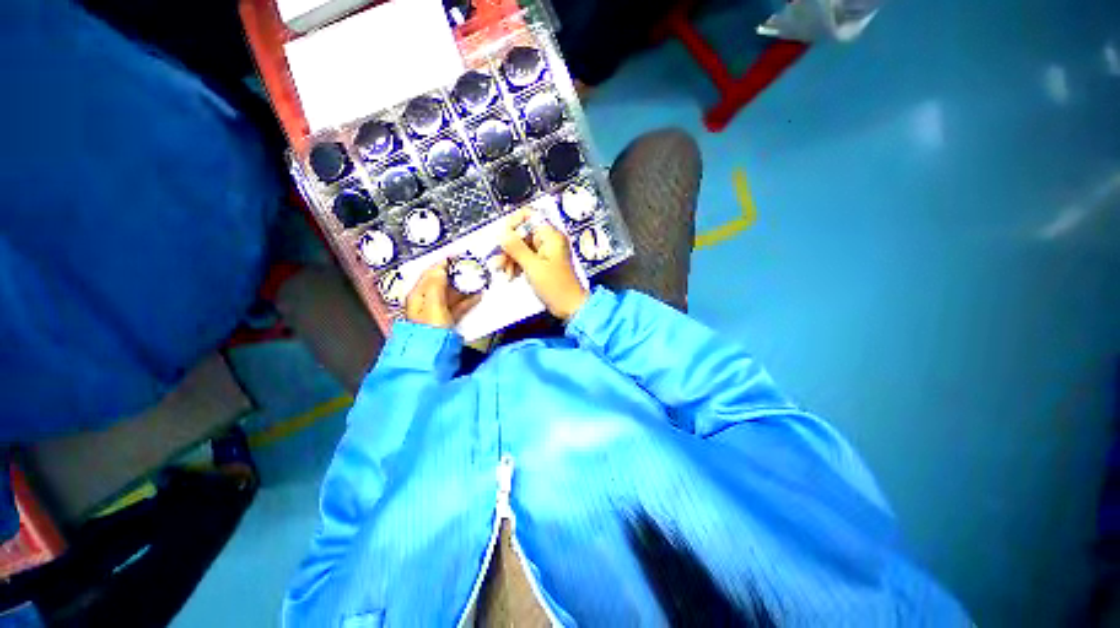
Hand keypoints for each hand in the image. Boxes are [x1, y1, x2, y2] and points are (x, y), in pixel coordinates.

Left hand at [405, 260, 480, 328]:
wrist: (434, 353)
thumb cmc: (430, 329)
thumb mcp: (433, 304)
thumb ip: (437, 285)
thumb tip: (441, 267)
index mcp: (418, 295)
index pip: (429, 274)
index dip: (442, 263)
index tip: (456, 255)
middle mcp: (426, 301)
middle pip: (441, 283)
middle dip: (456, 274)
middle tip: (470, 267)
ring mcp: (437, 311)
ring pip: (451, 294)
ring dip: (464, 286)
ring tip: (477, 280)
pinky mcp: (448, 320)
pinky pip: (458, 305)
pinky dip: (467, 300)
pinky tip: (477, 296)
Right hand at [497, 209, 588, 320]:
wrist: (570, 307)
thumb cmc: (556, 287)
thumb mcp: (533, 267)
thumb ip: (516, 248)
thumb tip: (501, 233)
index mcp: (551, 236)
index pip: (528, 216)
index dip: (513, 224)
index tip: (503, 239)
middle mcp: (548, 240)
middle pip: (522, 233)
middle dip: (508, 247)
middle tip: (498, 262)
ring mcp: (546, 251)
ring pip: (521, 246)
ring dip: (510, 257)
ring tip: (504, 273)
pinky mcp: (543, 262)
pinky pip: (525, 257)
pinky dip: (517, 264)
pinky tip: (511, 275)